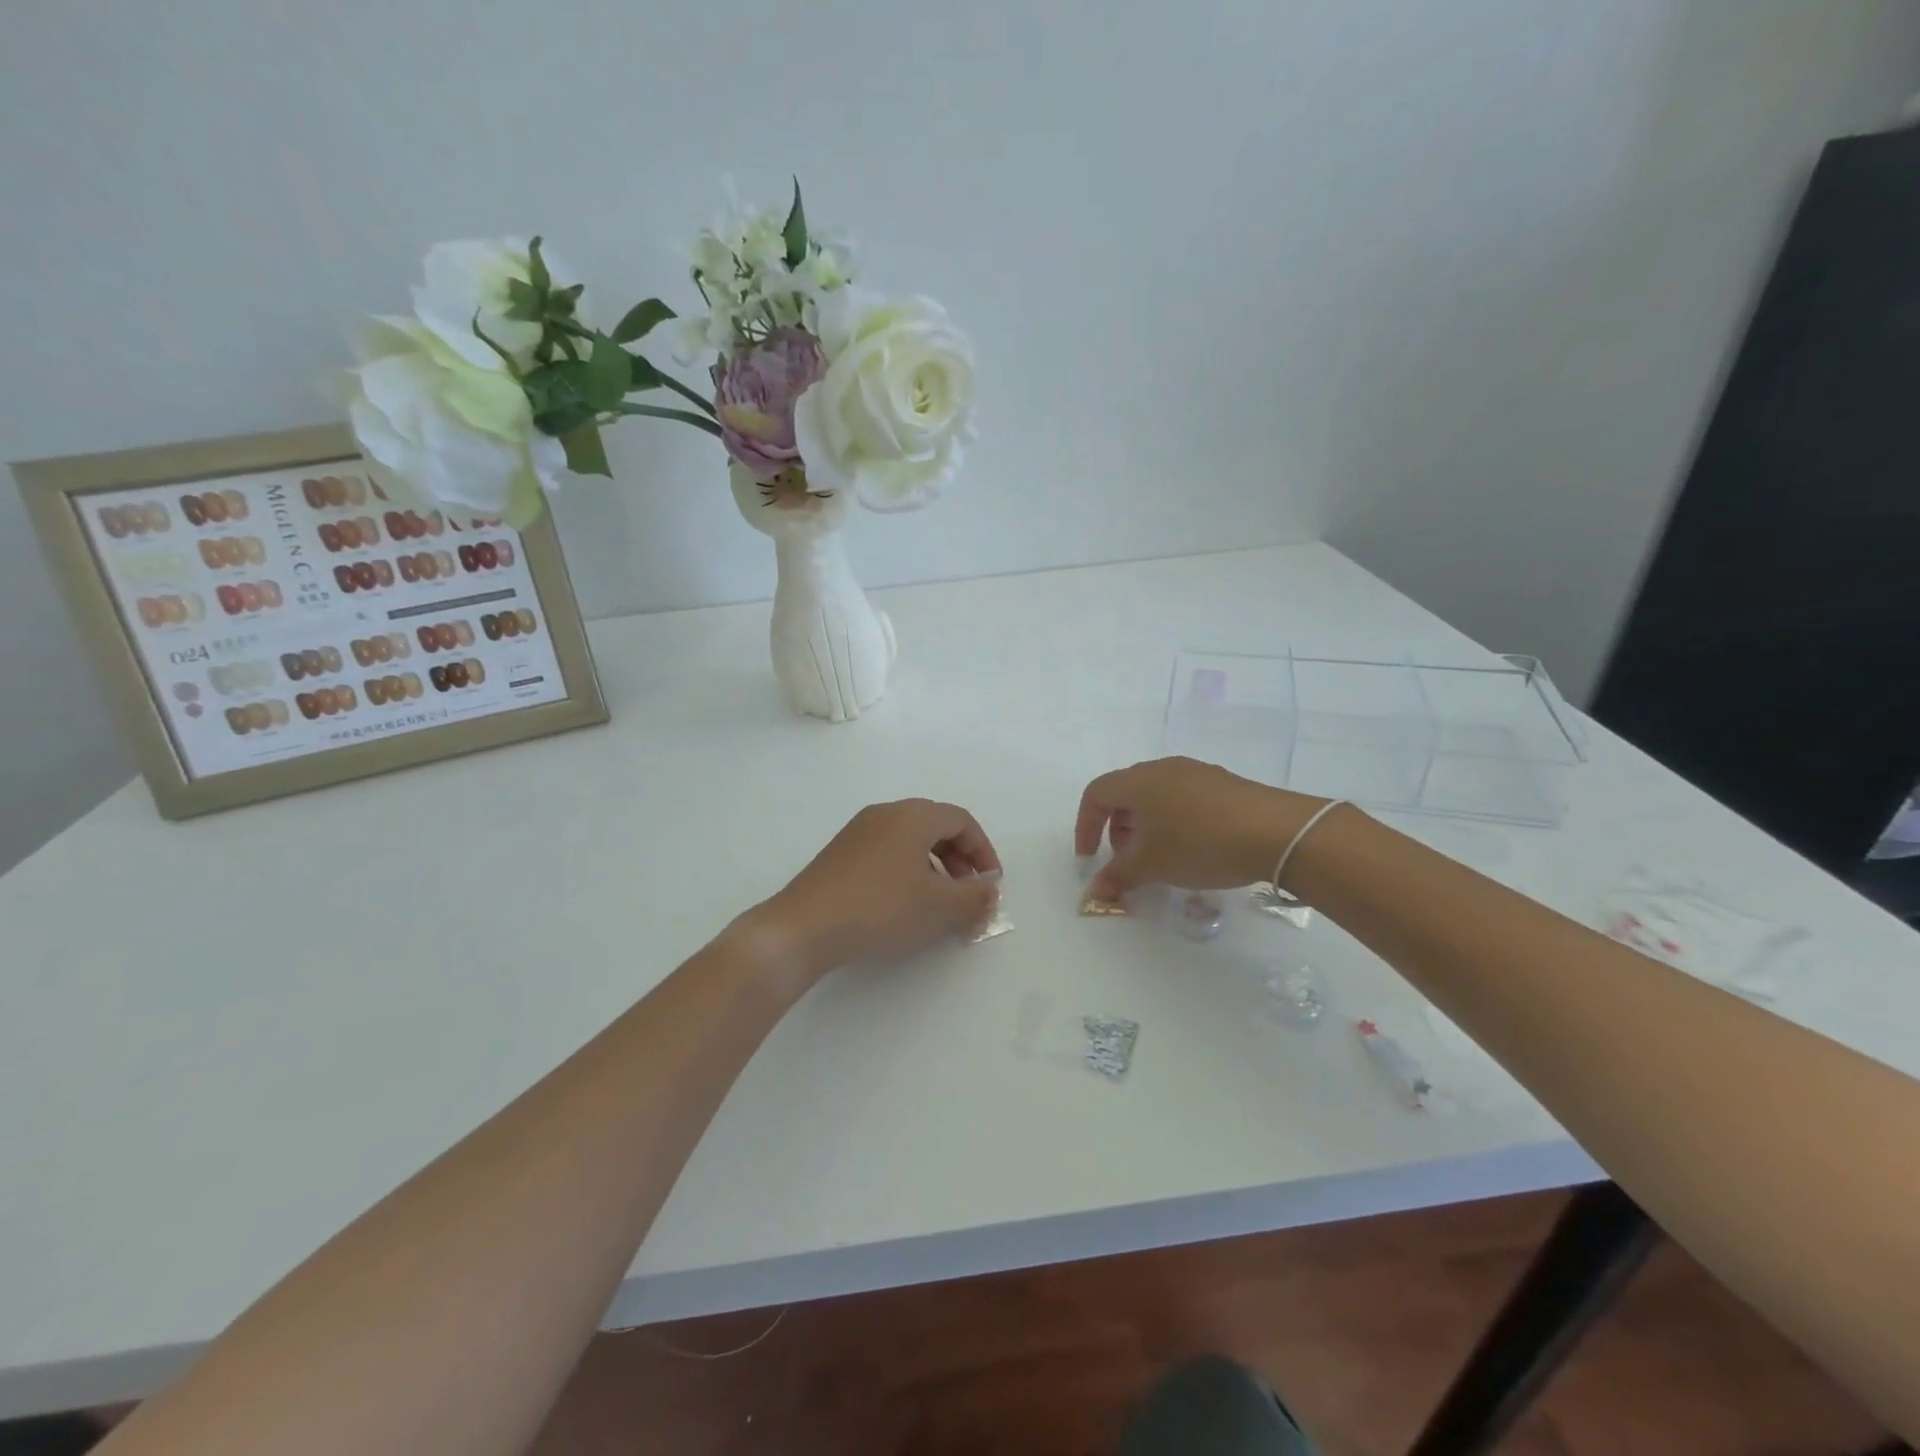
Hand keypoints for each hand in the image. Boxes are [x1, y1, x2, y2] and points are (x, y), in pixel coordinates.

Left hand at [752, 799, 1001, 981]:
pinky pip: (887, 854)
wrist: (804, 927)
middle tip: (968, 896)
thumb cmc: (881, 908)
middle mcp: (886, 814)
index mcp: (913, 815)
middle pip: (936, 828)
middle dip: (960, 861)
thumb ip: (975, 897)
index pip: (962, 821)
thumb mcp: (939, 906)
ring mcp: (858, 832)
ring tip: (938, 906)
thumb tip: (990, 891)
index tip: (991, 885)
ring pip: (910, 842)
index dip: (984, 851)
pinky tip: (903, 907)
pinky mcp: (840, 855)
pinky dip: (907, 873)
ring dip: (935, 869)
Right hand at [1075, 757, 1322, 899]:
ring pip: (1156, 796)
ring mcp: (1197, 773)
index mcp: (1138, 781)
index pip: (1096, 794)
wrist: (1277, 832)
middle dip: (1117, 828)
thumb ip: (1118, 876)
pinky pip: (1183, 798)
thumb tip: (1094, 891)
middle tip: (1126, 860)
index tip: (1090, 858)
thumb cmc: (1199, 843)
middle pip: (1126, 793)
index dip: (1085, 826)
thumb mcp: (1152, 865)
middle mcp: (1163, 768)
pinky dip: (1173, 821)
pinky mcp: (1224, 784)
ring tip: (1159, 858)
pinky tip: (1193, 849)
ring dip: (1146, 826)